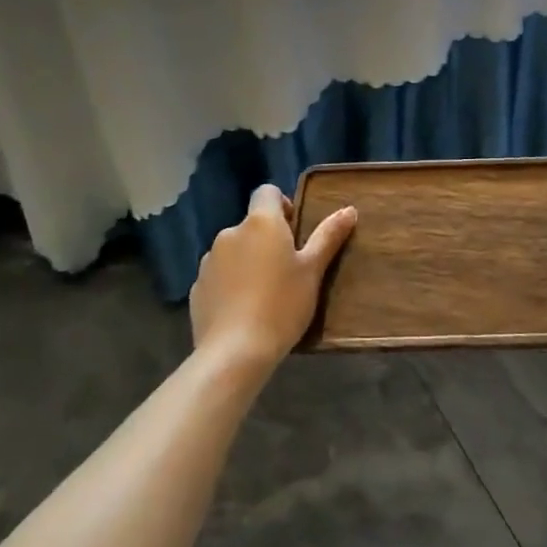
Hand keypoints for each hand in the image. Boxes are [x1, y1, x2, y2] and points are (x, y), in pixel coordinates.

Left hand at [190, 184, 356, 374]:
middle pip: (251, 224)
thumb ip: (328, 236)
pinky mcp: (196, 288)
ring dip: (247, 261)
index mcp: (260, 222)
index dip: (282, 205)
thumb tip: (349, 210)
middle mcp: (230, 233)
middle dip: (267, 239)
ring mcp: (208, 261)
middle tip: (286, 269)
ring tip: (263, 294)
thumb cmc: (281, 305)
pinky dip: (230, 284)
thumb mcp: (313, 271)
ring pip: (234, 251)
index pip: (266, 192)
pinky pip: (218, 276)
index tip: (295, 232)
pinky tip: (242, 310)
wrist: (234, 354)